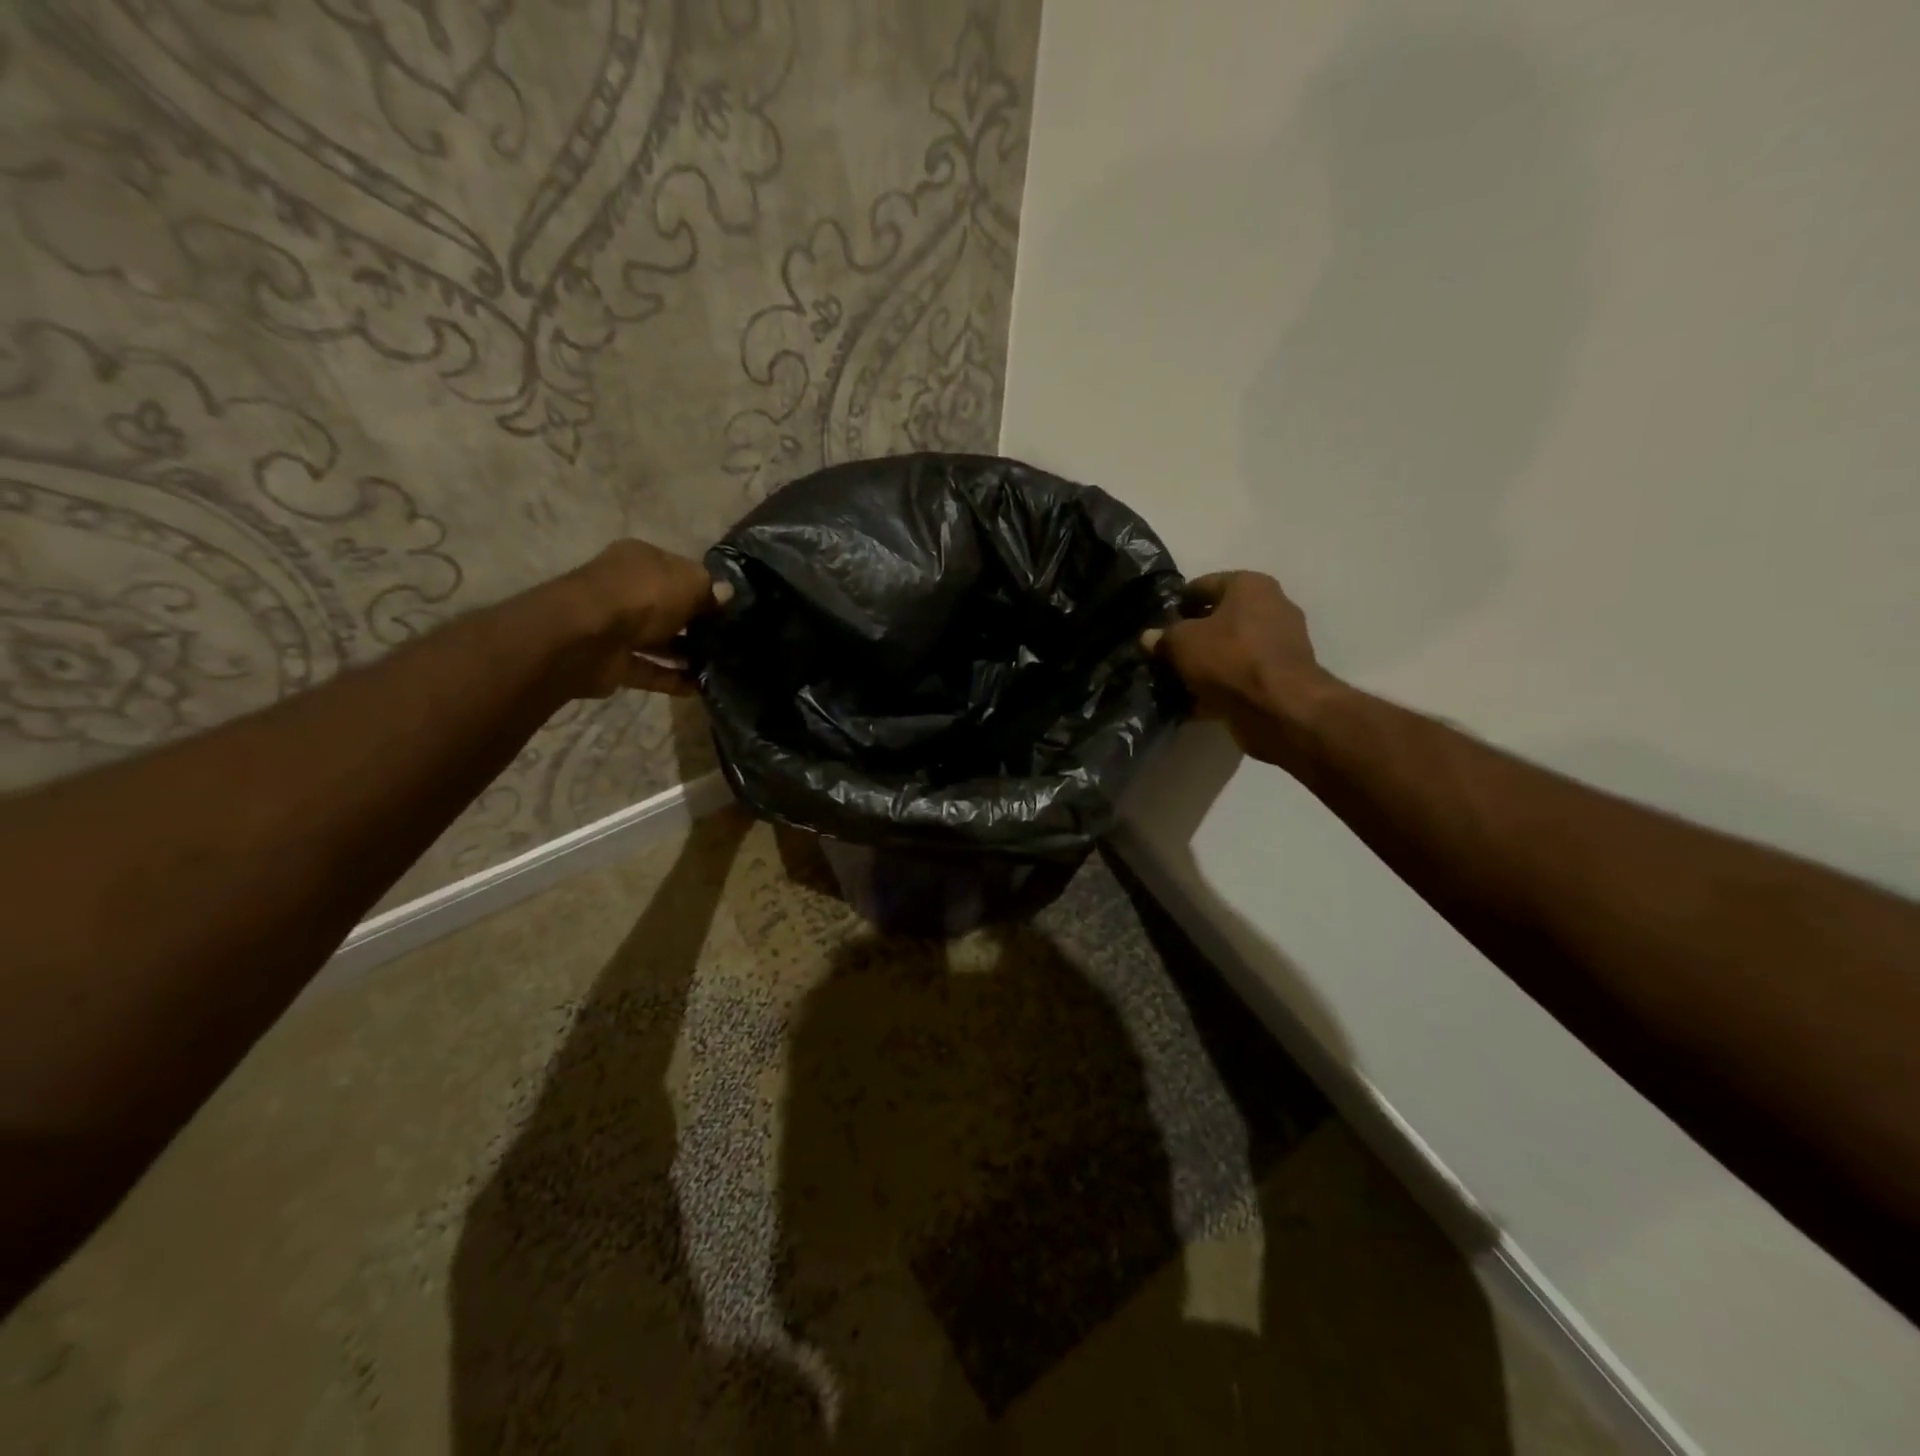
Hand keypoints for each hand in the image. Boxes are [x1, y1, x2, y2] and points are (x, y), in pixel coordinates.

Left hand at [553, 539, 731, 698]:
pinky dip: (673, 678)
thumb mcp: (688, 582)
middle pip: (668, 605)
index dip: (705, 587)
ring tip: (720, 665)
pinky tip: (700, 687)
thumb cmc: (641, 597)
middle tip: (728, 639)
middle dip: (696, 622)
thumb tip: (726, 594)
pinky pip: (650, 670)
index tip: (730, 608)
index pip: (679, 570)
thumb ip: (710, 588)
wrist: (585, 638)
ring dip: (686, 652)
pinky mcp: (613, 662)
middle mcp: (626, 589)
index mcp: (640, 560)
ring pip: (659, 639)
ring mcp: (617, 627)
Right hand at [1142, 571, 1339, 766]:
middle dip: (1190, 637)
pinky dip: (1219, 687)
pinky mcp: (1280, 677)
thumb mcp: (1182, 643)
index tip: (1155, 625)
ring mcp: (1279, 644)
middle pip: (1218, 619)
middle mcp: (1271, 607)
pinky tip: (1192, 703)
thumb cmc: (1230, 659)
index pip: (1202, 585)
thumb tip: (1149, 637)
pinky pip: (1240, 676)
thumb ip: (1162, 637)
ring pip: (1228, 650)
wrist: (1280, 708)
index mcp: (1250, 586)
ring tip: (1174, 681)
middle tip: (1163, 655)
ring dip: (1203, 665)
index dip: (1175, 604)